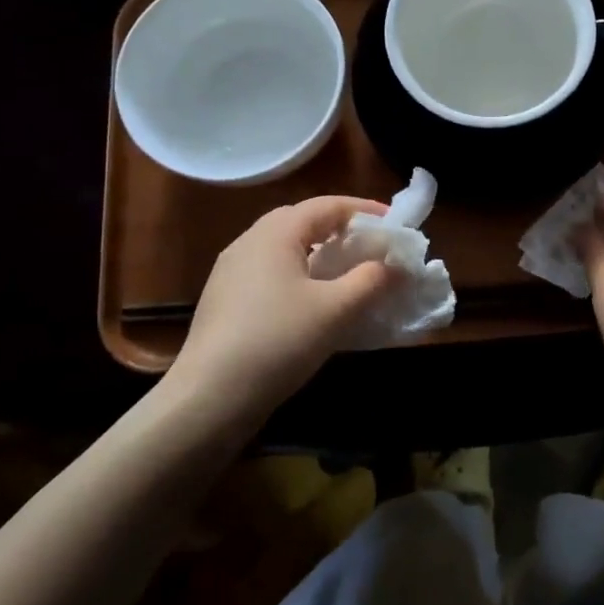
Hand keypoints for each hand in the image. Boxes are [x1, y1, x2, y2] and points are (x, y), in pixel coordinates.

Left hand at [168, 196, 395, 415]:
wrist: (208, 398)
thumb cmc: (278, 341)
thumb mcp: (336, 310)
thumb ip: (371, 280)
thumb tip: (395, 265)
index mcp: (275, 233)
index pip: (328, 205)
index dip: (365, 210)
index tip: (395, 224)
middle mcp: (249, 241)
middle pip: (303, 221)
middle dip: (341, 229)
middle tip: (372, 246)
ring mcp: (231, 271)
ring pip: (286, 248)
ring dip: (320, 253)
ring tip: (348, 273)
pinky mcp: (224, 299)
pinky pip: (271, 272)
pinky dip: (300, 274)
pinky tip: (313, 302)